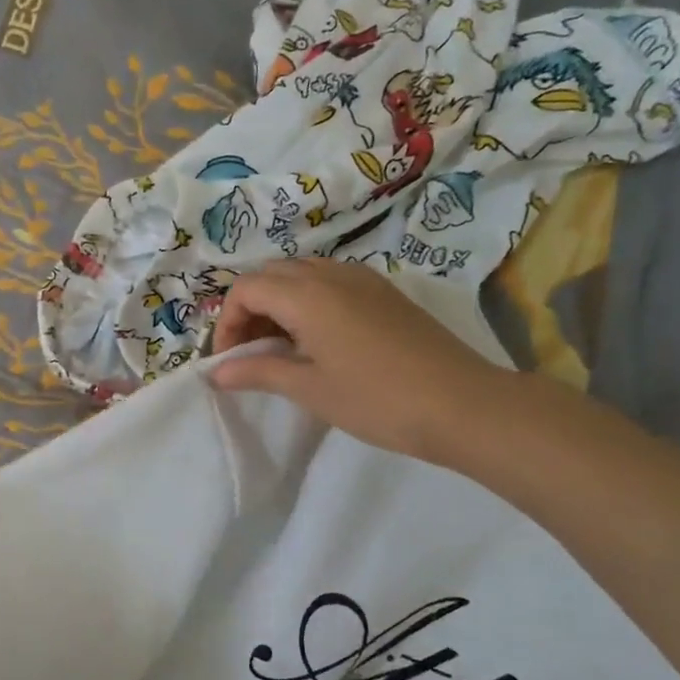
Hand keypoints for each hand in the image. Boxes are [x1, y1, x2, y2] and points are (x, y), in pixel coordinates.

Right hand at [209, 258, 508, 464]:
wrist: (463, 405)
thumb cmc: (376, 399)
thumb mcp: (309, 389)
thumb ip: (258, 372)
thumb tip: (216, 373)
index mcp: (307, 295)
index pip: (246, 288)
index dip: (226, 322)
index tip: (229, 360)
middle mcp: (332, 274)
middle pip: (271, 274)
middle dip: (249, 309)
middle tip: (250, 352)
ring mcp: (363, 279)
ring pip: (302, 274)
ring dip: (279, 303)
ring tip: (282, 348)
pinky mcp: (385, 293)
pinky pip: (331, 282)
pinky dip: (309, 302)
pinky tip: (318, 340)